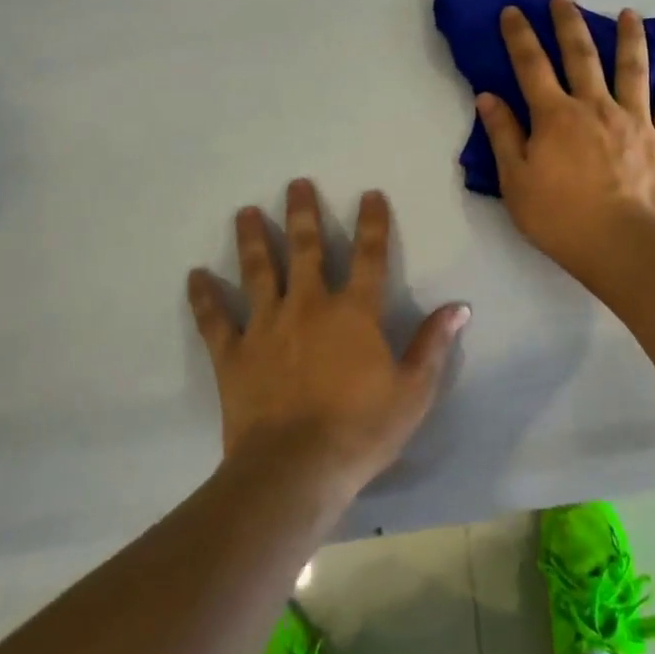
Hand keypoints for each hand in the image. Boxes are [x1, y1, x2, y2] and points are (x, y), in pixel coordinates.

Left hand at [188, 180, 469, 499]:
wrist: (295, 469)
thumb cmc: (362, 430)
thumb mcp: (413, 391)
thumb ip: (433, 345)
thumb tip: (459, 307)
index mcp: (354, 313)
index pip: (369, 256)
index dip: (372, 223)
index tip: (369, 194)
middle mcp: (308, 306)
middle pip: (306, 249)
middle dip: (303, 214)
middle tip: (295, 184)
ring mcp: (266, 326)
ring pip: (259, 272)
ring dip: (252, 239)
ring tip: (245, 212)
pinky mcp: (233, 354)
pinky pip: (215, 319)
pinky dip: (204, 297)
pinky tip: (194, 275)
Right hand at [476, 0, 654, 272]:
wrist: (620, 244)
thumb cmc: (559, 217)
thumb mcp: (515, 180)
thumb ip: (503, 135)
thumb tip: (488, 96)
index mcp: (555, 115)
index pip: (531, 65)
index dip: (519, 36)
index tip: (512, 11)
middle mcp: (595, 106)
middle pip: (581, 55)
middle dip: (569, 24)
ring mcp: (635, 120)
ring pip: (632, 69)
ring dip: (629, 38)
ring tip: (629, 14)